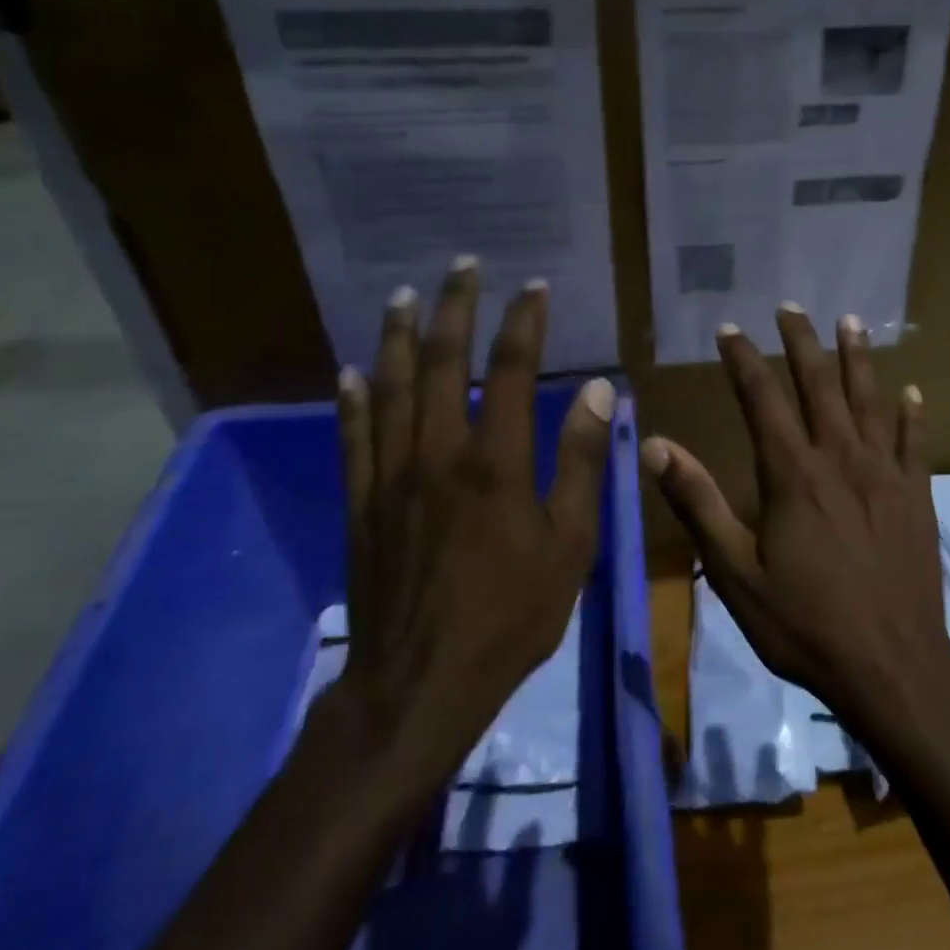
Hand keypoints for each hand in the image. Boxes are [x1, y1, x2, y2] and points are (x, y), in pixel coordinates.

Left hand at [319, 261, 613, 816]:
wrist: (420, 683)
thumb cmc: (511, 615)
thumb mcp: (569, 545)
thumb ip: (581, 464)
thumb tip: (599, 392)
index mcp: (495, 463)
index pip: (508, 371)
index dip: (522, 323)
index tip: (532, 288)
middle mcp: (437, 454)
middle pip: (440, 363)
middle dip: (455, 308)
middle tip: (463, 267)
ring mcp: (390, 476)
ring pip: (390, 388)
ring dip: (398, 336)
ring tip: (402, 295)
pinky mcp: (361, 503)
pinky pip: (353, 437)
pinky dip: (352, 398)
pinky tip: (350, 370)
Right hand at [642, 304, 949, 725]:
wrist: (891, 665)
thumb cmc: (804, 623)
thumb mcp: (735, 573)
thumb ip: (698, 504)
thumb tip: (656, 446)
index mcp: (792, 474)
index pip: (762, 399)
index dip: (743, 360)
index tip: (729, 329)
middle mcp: (840, 459)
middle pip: (819, 385)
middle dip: (802, 343)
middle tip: (791, 308)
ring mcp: (886, 474)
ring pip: (871, 400)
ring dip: (859, 358)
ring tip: (851, 321)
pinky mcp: (918, 496)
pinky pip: (916, 442)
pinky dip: (913, 414)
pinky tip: (913, 392)